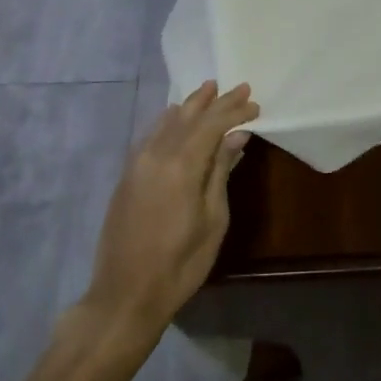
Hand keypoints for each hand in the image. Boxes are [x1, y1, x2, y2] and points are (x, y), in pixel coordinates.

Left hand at [84, 81, 258, 344]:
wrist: (124, 295)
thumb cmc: (180, 263)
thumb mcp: (213, 219)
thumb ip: (221, 171)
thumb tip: (236, 136)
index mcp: (181, 164)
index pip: (212, 123)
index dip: (234, 110)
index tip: (255, 103)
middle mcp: (156, 153)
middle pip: (189, 116)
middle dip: (215, 101)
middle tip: (238, 86)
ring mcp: (137, 163)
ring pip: (167, 121)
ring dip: (190, 106)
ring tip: (209, 90)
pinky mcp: (127, 175)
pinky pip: (152, 134)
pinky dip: (169, 121)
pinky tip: (176, 117)